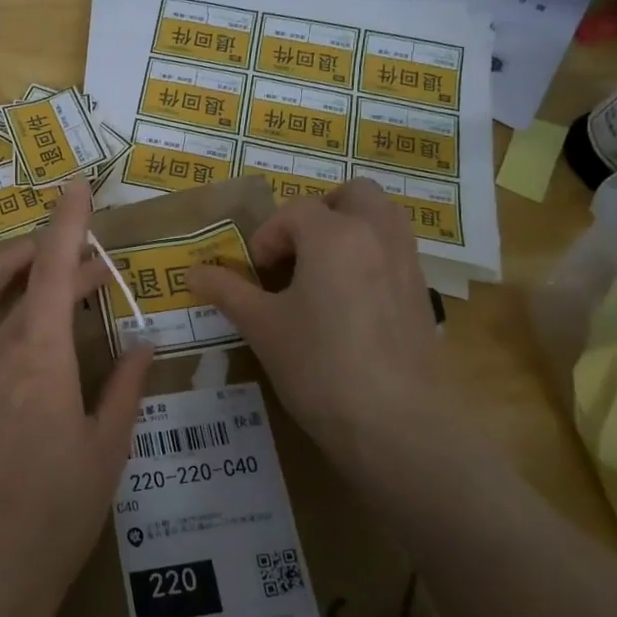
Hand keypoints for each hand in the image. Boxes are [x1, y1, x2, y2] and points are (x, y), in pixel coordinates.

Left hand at [0, 181, 153, 610]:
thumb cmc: (61, 505)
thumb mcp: (109, 445)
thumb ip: (125, 386)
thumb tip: (146, 344)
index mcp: (44, 353)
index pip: (55, 269)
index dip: (68, 223)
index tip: (76, 185)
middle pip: (22, 279)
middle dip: (56, 258)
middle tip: (92, 271)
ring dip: (2, 269)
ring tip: (29, 263)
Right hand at [191, 181, 464, 501]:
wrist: (397, 423)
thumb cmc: (319, 366)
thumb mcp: (262, 327)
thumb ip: (227, 292)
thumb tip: (193, 273)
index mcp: (334, 235)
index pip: (293, 212)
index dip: (267, 238)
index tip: (256, 276)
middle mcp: (377, 235)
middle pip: (353, 194)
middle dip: (320, 213)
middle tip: (296, 251)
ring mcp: (408, 262)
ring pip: (383, 216)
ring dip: (351, 228)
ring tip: (323, 271)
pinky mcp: (423, 293)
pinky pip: (397, 251)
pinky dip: (372, 256)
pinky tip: (350, 303)